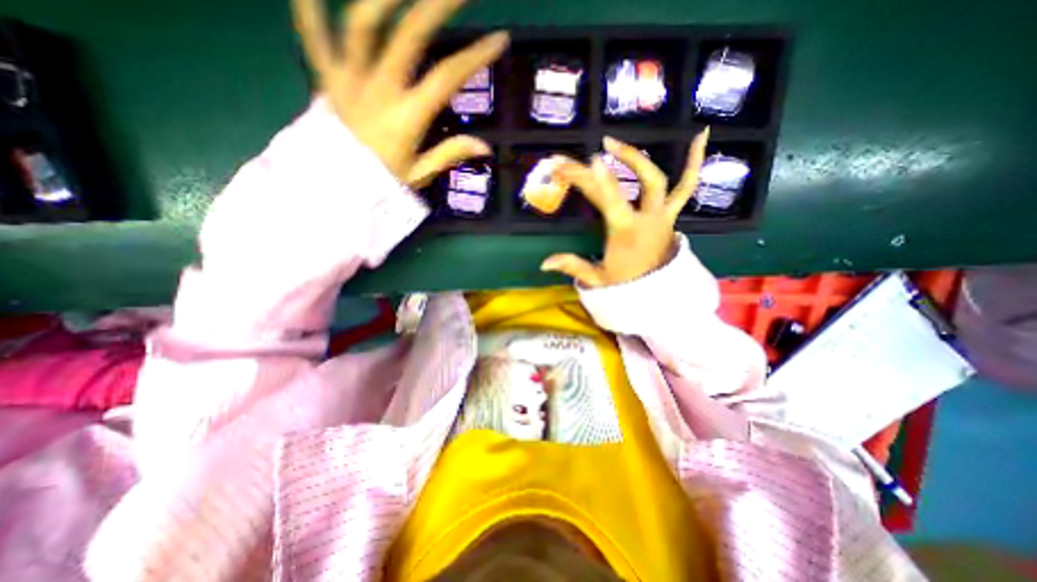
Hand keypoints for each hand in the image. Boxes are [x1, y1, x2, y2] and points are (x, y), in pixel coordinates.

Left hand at [292, 0, 509, 186]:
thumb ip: (451, 155)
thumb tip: (486, 147)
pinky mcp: (326, 81)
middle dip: (437, 6)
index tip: (499, 39)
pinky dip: (308, 10)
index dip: (475, 57)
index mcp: (409, 116)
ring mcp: (350, 81)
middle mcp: (380, 89)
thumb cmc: (383, 183)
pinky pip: (313, 39)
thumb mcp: (421, 174)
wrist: (338, 189)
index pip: (448, 78)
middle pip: (410, 36)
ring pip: (362, 25)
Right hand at [540, 129, 708, 288]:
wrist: (659, 294)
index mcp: (628, 231)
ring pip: (662, 181)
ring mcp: (663, 216)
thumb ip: (573, 267)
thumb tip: (543, 263)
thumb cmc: (627, 285)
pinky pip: (686, 187)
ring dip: (642, 159)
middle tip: (602, 147)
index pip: (609, 200)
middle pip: (642, 182)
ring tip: (622, 142)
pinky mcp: (671, 216)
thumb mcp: (598, 278)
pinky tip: (700, 137)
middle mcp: (649, 218)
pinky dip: (694, 163)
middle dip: (624, 160)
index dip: (595, 180)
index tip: (583, 161)